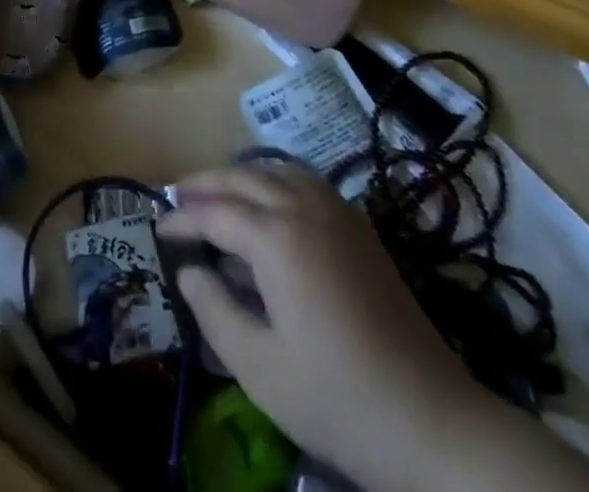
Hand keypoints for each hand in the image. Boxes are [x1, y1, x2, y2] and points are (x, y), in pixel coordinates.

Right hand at [158, 161, 484, 491]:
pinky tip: (271, 203)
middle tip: (177, 196)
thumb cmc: (335, 397)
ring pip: (277, 169)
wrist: (429, 419)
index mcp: (276, 237)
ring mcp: (337, 212)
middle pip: (243, 177)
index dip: (183, 219)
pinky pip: (306, 180)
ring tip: (218, 193)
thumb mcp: (258, 366)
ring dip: (242, 175)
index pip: (215, 212)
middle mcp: (304, 208)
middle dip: (206, 183)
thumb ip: (214, 312)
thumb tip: (190, 272)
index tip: (159, 229)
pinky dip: (276, 179)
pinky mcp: (360, 227)